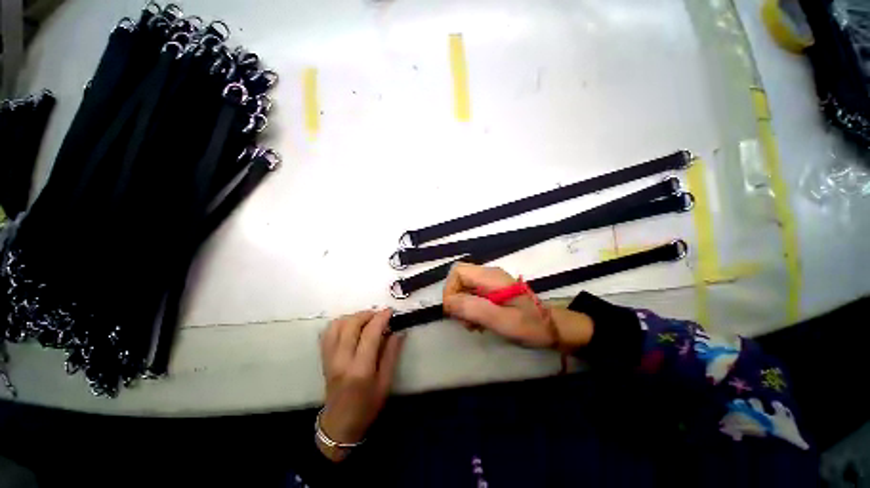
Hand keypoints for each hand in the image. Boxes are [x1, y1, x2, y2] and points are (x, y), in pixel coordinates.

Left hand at [318, 309, 404, 461]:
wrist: (340, 424)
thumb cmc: (367, 406)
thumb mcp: (386, 382)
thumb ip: (392, 354)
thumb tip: (399, 331)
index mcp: (360, 369)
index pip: (370, 333)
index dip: (381, 318)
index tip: (390, 311)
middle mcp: (341, 360)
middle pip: (351, 324)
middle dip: (368, 314)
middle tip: (380, 315)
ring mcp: (329, 358)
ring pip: (337, 324)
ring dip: (354, 317)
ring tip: (367, 320)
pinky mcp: (324, 357)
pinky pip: (328, 332)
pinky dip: (341, 323)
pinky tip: (352, 326)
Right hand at [442, 263, 592, 350]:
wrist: (555, 328)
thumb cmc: (532, 325)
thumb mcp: (503, 320)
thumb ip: (475, 309)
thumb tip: (448, 303)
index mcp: (491, 277)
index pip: (458, 272)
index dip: (450, 290)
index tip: (454, 312)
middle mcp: (489, 275)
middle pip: (459, 278)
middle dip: (456, 300)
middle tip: (465, 321)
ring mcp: (491, 282)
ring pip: (464, 287)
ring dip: (462, 306)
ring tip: (473, 325)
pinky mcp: (494, 291)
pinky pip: (473, 294)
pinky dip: (470, 308)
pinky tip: (479, 322)